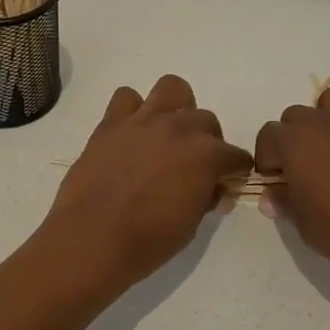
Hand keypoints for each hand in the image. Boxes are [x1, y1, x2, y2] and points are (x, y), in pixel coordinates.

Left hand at [41, 75, 252, 287]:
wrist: (93, 238)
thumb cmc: (148, 241)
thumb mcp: (192, 224)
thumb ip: (206, 196)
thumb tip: (212, 188)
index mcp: (206, 155)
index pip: (236, 156)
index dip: (233, 171)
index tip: (224, 183)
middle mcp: (179, 128)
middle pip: (206, 120)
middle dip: (206, 140)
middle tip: (192, 164)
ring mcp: (143, 121)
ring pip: (172, 88)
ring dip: (175, 108)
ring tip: (165, 134)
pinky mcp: (111, 122)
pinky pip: (126, 97)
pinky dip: (131, 110)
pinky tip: (129, 134)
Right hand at [254, 87, 329, 290]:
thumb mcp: (306, 226)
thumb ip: (285, 204)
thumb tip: (270, 197)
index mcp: (295, 143)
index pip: (267, 135)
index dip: (267, 158)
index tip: (277, 182)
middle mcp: (323, 123)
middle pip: (296, 115)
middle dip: (293, 137)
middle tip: (304, 169)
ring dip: (326, 119)